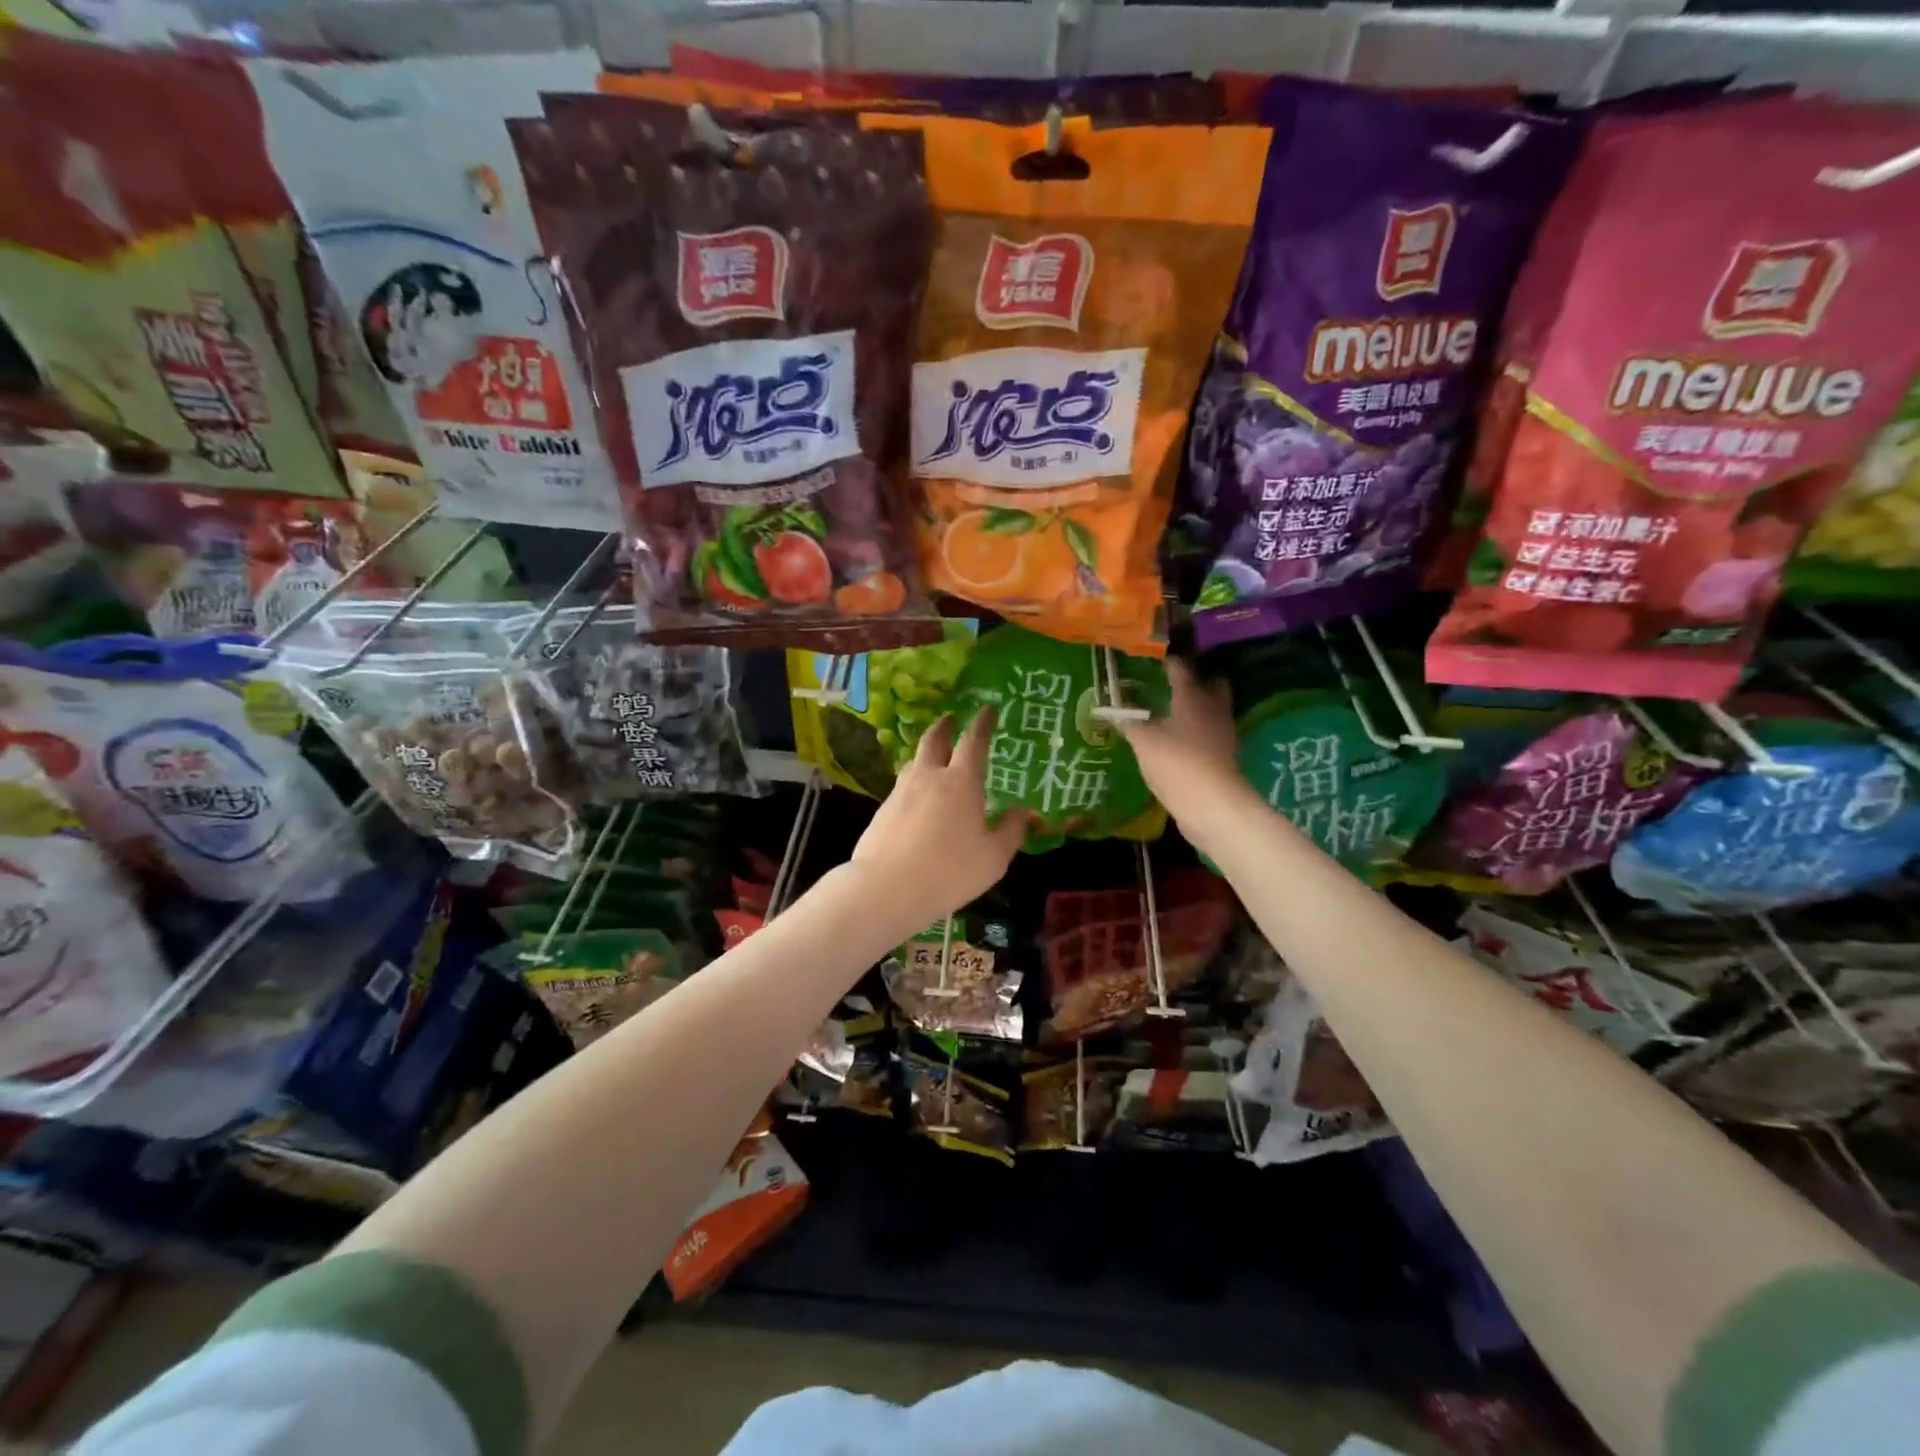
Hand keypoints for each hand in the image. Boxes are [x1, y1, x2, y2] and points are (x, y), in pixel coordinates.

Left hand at [850, 709, 1026, 932]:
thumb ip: (1010, 831)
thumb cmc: (950, 871)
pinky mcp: (882, 812)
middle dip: (945, 726)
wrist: (887, 888)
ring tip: (935, 759)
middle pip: (935, 740)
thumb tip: (1021, 812)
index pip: (974, 741)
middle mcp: (929, 777)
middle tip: (951, 718)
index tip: (988, 709)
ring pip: (914, 763)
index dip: (982, 723)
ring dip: (927, 754)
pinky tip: (917, 800)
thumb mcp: (994, 858)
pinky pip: (902, 788)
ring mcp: (900, 793)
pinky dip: (914, 784)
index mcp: (961, 782)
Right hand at [1120, 660, 1257, 858]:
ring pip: (1214, 710)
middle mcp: (1213, 709)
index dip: (1168, 663)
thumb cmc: (1176, 763)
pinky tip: (1181, 741)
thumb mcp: (1143, 741)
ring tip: (1174, 712)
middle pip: (1211, 685)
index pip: (1181, 670)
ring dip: (1199, 708)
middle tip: (1173, 684)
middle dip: (1196, 681)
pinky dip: (1199, 733)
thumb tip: (1110, 709)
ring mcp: (1223, 734)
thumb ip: (1128, 723)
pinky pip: (1212, 735)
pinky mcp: (1225, 757)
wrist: (1212, 805)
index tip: (1154, 660)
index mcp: (1192, 697)